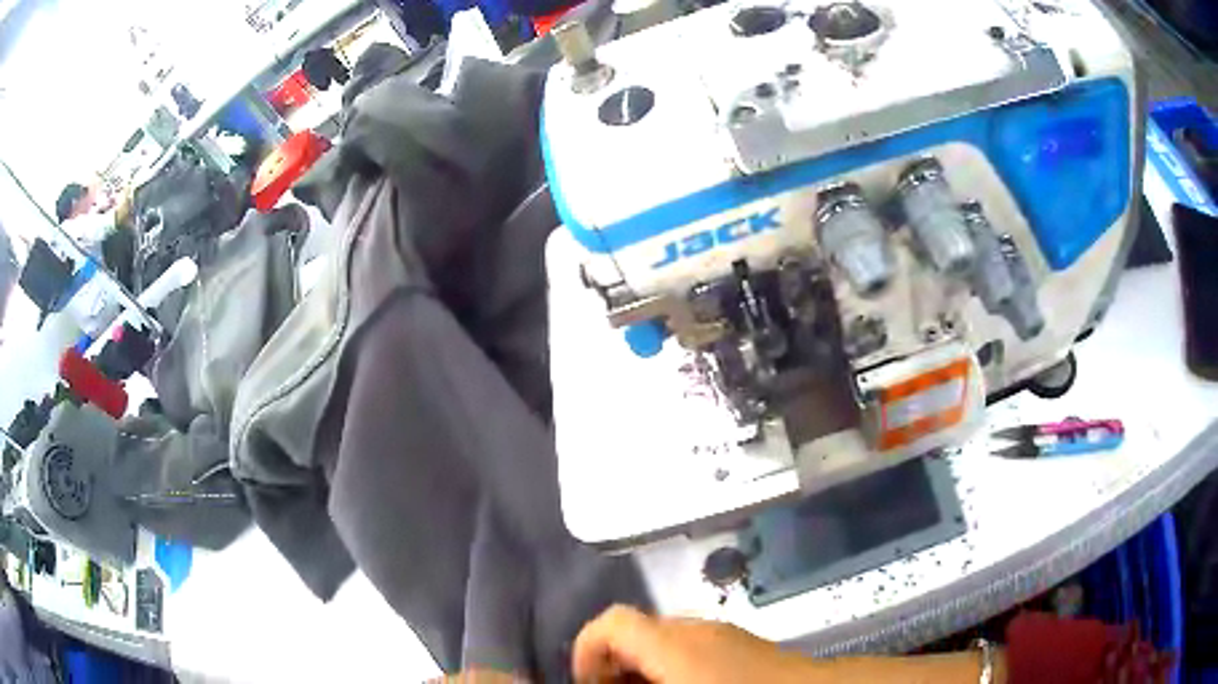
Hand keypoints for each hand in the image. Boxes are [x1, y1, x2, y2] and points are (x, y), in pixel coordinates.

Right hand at [572, 605, 818, 683]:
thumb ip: (637, 681)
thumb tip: (607, 680)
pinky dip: (672, 668)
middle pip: (633, 632)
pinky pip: (690, 649)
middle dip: (612, 666)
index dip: (585, 650)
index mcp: (674, 643)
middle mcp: (696, 629)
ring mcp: (723, 635)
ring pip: (662, 642)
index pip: (612, 622)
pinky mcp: (741, 645)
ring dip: (642, 669)